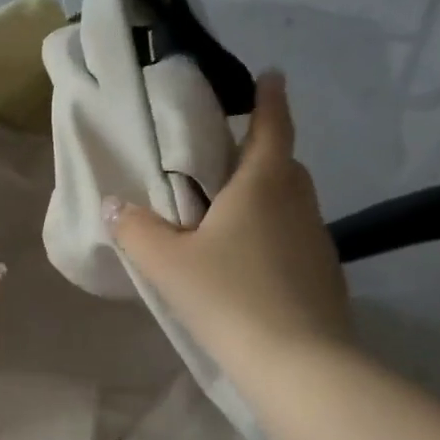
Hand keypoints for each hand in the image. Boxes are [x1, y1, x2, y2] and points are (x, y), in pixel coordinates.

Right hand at [108, 72, 349, 371]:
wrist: (298, 364)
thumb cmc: (228, 297)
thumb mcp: (166, 263)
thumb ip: (135, 229)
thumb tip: (115, 205)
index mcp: (262, 185)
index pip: (271, 127)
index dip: (270, 99)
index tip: (270, 75)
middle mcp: (297, 203)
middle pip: (284, 164)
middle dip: (262, 152)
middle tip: (227, 158)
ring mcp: (316, 241)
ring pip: (291, 203)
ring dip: (266, 197)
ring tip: (229, 214)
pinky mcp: (324, 275)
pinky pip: (294, 238)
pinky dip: (273, 235)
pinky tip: (247, 264)